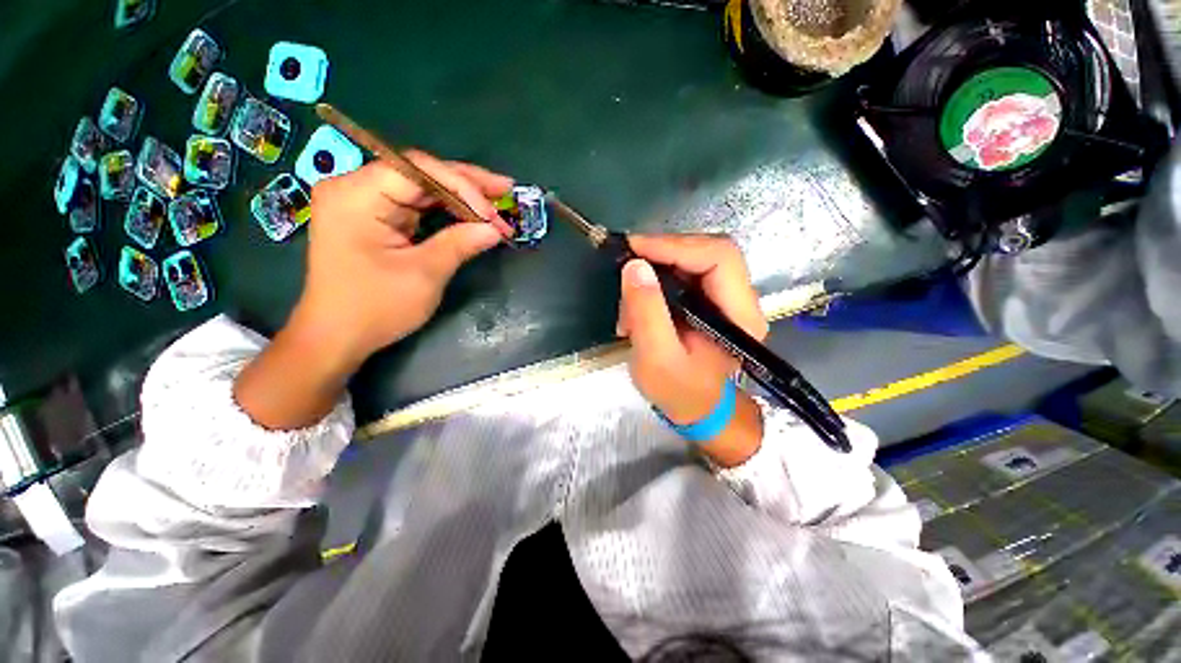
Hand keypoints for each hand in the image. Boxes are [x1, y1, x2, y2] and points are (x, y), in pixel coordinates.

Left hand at [235, 152, 511, 429]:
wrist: (337, 337)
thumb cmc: (375, 308)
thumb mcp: (423, 275)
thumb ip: (459, 244)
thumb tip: (495, 229)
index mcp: (356, 195)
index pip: (417, 170)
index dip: (462, 185)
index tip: (493, 212)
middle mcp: (356, 188)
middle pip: (421, 174)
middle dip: (467, 186)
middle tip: (505, 191)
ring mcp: (364, 202)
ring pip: (422, 188)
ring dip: (461, 196)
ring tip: (497, 201)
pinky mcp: (374, 218)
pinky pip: (417, 205)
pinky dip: (447, 210)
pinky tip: (472, 213)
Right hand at [617, 235, 768, 465]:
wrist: (698, 410)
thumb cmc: (680, 392)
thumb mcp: (656, 357)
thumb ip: (646, 312)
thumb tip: (635, 266)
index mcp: (739, 315)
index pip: (719, 258)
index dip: (676, 245)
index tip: (634, 248)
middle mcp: (740, 300)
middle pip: (708, 251)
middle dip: (664, 253)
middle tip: (628, 264)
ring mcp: (725, 298)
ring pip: (693, 260)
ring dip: (657, 270)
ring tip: (631, 298)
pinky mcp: (709, 301)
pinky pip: (684, 275)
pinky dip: (657, 282)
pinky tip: (640, 303)